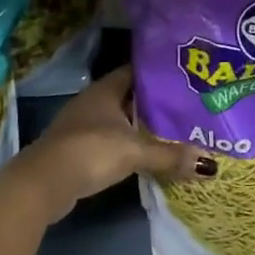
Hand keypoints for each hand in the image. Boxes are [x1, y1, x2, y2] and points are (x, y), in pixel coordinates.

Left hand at [10, 67, 189, 222]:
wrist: (44, 183)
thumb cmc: (91, 151)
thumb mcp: (135, 152)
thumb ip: (171, 155)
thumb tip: (210, 164)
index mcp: (105, 90)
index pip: (135, 71)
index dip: (157, 72)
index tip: (182, 76)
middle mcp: (92, 101)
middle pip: (128, 95)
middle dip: (153, 100)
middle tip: (185, 105)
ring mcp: (82, 125)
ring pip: (118, 118)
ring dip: (139, 124)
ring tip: (171, 129)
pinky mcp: (77, 148)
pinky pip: (110, 138)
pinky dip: (126, 143)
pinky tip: (144, 153)